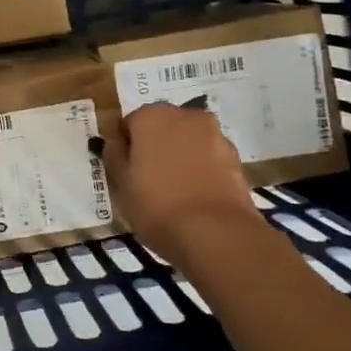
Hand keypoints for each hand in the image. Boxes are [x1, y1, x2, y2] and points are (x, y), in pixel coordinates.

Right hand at [100, 104, 268, 260]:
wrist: (217, 234)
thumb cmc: (157, 205)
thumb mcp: (120, 184)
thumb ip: (114, 156)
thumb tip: (115, 142)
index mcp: (151, 116)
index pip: (130, 124)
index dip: (126, 146)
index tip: (126, 170)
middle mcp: (185, 116)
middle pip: (162, 127)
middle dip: (155, 146)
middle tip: (149, 178)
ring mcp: (215, 135)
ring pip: (188, 141)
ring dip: (180, 155)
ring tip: (175, 190)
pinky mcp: (236, 158)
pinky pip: (209, 157)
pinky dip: (201, 169)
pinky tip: (196, 196)